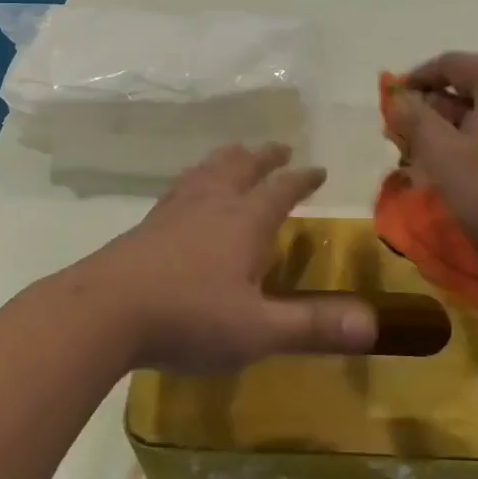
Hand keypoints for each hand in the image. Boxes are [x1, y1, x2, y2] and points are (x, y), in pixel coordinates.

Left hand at [72, 143, 377, 372]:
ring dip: (228, 159)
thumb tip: (373, 323)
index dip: (302, 179)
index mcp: (244, 221)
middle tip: (279, 148)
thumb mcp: (258, 330)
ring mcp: (175, 210)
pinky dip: (194, 178)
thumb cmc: (188, 317)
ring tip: (235, 153)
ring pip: (208, 171)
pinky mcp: (147, 225)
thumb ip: (313, 326)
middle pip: (242, 167)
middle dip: (264, 157)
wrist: (105, 311)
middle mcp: (212, 204)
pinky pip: (179, 187)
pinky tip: (186, 190)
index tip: (317, 169)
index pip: (281, 189)